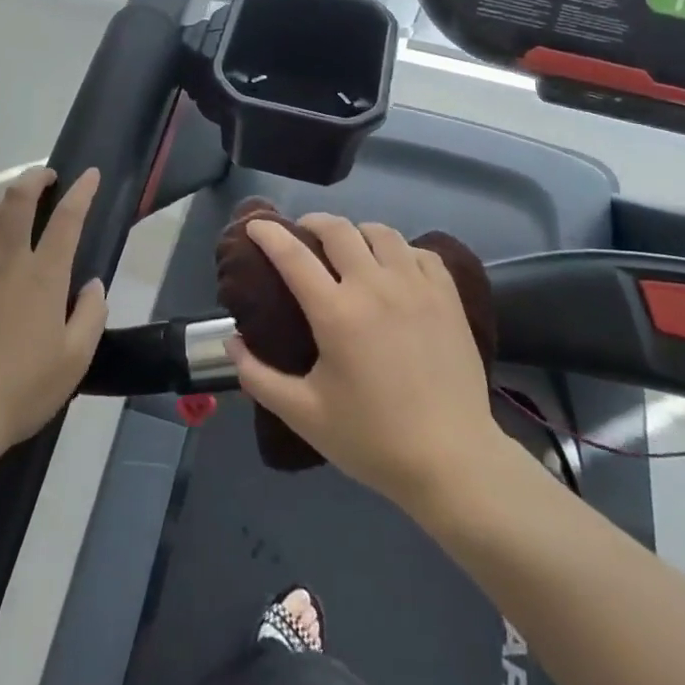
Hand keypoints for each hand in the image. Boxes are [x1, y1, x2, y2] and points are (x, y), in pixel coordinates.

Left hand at [0, 167, 107, 452]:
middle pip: (16, 199)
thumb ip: (91, 314)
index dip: (81, 190)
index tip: (90, 174)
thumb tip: (92, 285)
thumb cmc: (22, 387)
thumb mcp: (76, 358)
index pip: (67, 217)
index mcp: (43, 275)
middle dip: (34, 178)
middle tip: (45, 177)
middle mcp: (4, 261)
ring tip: (8, 214)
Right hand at [227, 214, 505, 513]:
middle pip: (338, 229)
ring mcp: (416, 286)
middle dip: (312, 223)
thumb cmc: (373, 440)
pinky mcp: (447, 295)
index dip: (269, 234)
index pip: (293, 255)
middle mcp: (375, 286)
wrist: (452, 461)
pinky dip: (399, 251)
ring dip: (356, 233)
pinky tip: (394, 269)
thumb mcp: (304, 415)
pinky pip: (419, 252)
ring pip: (381, 233)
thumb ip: (259, 376)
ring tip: (349, 250)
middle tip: (302, 235)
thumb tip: (232, 343)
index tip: (256, 226)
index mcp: (336, 312)